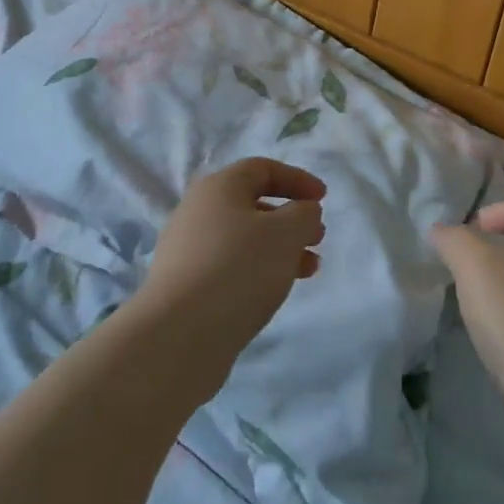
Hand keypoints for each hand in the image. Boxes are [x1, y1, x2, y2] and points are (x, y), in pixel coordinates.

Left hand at [131, 157, 326, 393]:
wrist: (179, 335)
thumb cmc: (239, 269)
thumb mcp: (285, 233)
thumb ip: (303, 214)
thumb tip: (302, 211)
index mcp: (218, 187)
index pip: (262, 169)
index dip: (296, 179)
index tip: (323, 199)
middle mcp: (198, 211)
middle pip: (252, 204)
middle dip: (290, 218)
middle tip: (318, 238)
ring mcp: (188, 249)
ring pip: (244, 238)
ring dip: (280, 248)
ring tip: (309, 269)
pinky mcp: (186, 284)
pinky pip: (230, 265)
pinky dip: (259, 269)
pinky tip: (276, 291)